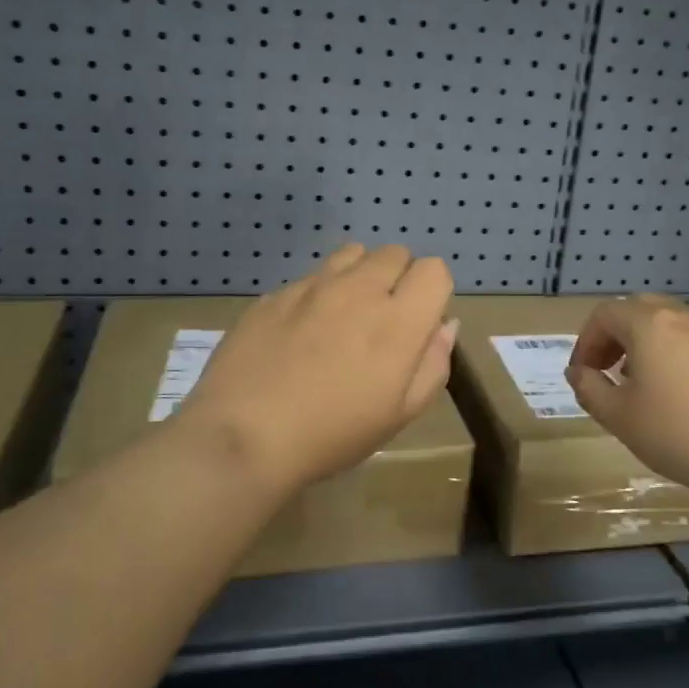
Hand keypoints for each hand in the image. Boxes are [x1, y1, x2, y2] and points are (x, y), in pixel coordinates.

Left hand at [171, 244, 457, 496]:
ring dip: (361, 274)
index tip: (419, 321)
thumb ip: (433, 364)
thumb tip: (444, 325)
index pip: (434, 270)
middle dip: (399, 277)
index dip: (433, 292)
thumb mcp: (399, 414)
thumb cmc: (332, 434)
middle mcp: (358, 290)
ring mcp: (312, 286)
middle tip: (383, 319)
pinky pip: (312, 277)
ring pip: (352, 253)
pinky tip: (302, 331)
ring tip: (345, 314)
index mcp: (397, 321)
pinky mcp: (276, 293)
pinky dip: (320, 293)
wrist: (244, 435)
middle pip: (395, 252)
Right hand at [565, 294, 688, 501]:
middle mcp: (683, 317)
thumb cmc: (680, 433)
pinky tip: (680, 396)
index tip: (582, 375)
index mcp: (650, 325)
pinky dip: (675, 355)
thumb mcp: (620, 418)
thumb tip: (579, 373)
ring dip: (645, 345)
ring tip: (642, 385)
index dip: (586, 341)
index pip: (605, 314)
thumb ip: (591, 390)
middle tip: (607, 371)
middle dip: (615, 336)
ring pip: (669, 324)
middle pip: (638, 310)